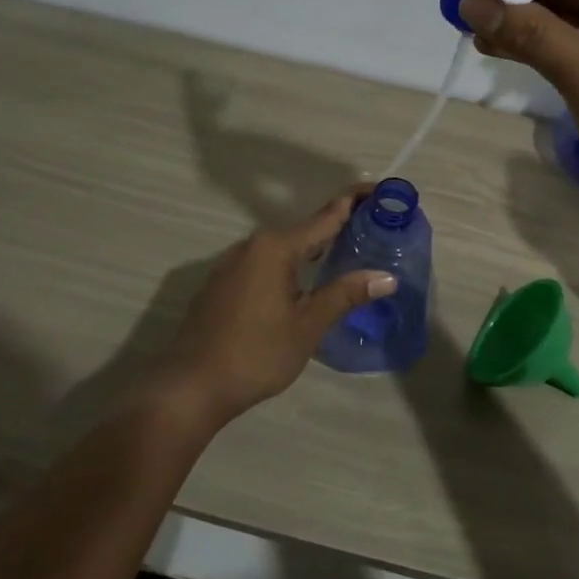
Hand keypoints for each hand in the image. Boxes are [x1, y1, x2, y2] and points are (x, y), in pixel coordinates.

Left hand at [153, 184, 396, 425]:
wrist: (191, 386)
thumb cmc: (256, 353)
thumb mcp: (308, 325)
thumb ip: (345, 295)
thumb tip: (387, 277)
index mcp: (276, 247)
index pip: (326, 216)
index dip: (355, 201)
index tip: (381, 191)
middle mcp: (252, 245)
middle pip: (305, 230)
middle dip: (338, 228)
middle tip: (374, 232)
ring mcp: (232, 264)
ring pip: (283, 249)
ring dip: (314, 250)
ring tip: (347, 256)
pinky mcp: (222, 284)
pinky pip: (265, 264)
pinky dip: (291, 266)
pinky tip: (305, 285)